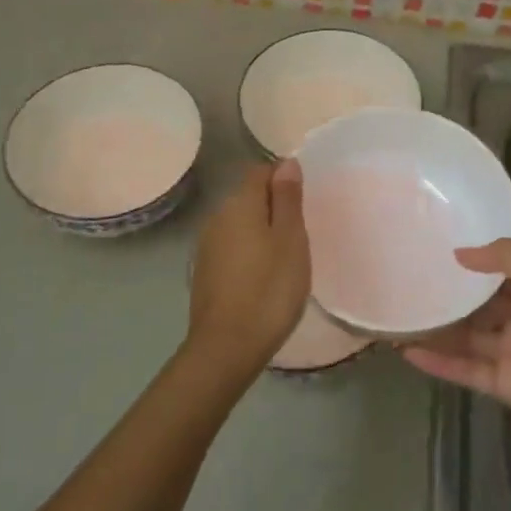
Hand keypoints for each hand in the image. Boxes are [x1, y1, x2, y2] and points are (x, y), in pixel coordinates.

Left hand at [185, 161, 309, 380]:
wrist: (227, 347)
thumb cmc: (269, 289)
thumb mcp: (290, 240)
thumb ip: (288, 199)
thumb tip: (286, 163)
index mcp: (239, 204)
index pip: (260, 172)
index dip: (283, 179)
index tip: (304, 204)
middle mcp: (217, 217)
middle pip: (248, 197)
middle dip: (274, 207)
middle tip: (301, 234)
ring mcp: (207, 246)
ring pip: (239, 224)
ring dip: (261, 232)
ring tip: (286, 258)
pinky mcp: (205, 272)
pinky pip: (232, 248)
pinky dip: (249, 253)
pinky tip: (263, 277)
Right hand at [404, 240, 510, 468]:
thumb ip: (507, 259)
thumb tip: (460, 251)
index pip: (497, 269)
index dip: (468, 259)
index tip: (431, 246)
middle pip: (476, 303)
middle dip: (446, 294)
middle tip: (403, 281)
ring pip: (466, 336)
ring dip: (435, 329)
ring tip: (395, 316)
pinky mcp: (503, 385)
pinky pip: (464, 369)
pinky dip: (438, 362)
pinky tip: (407, 351)